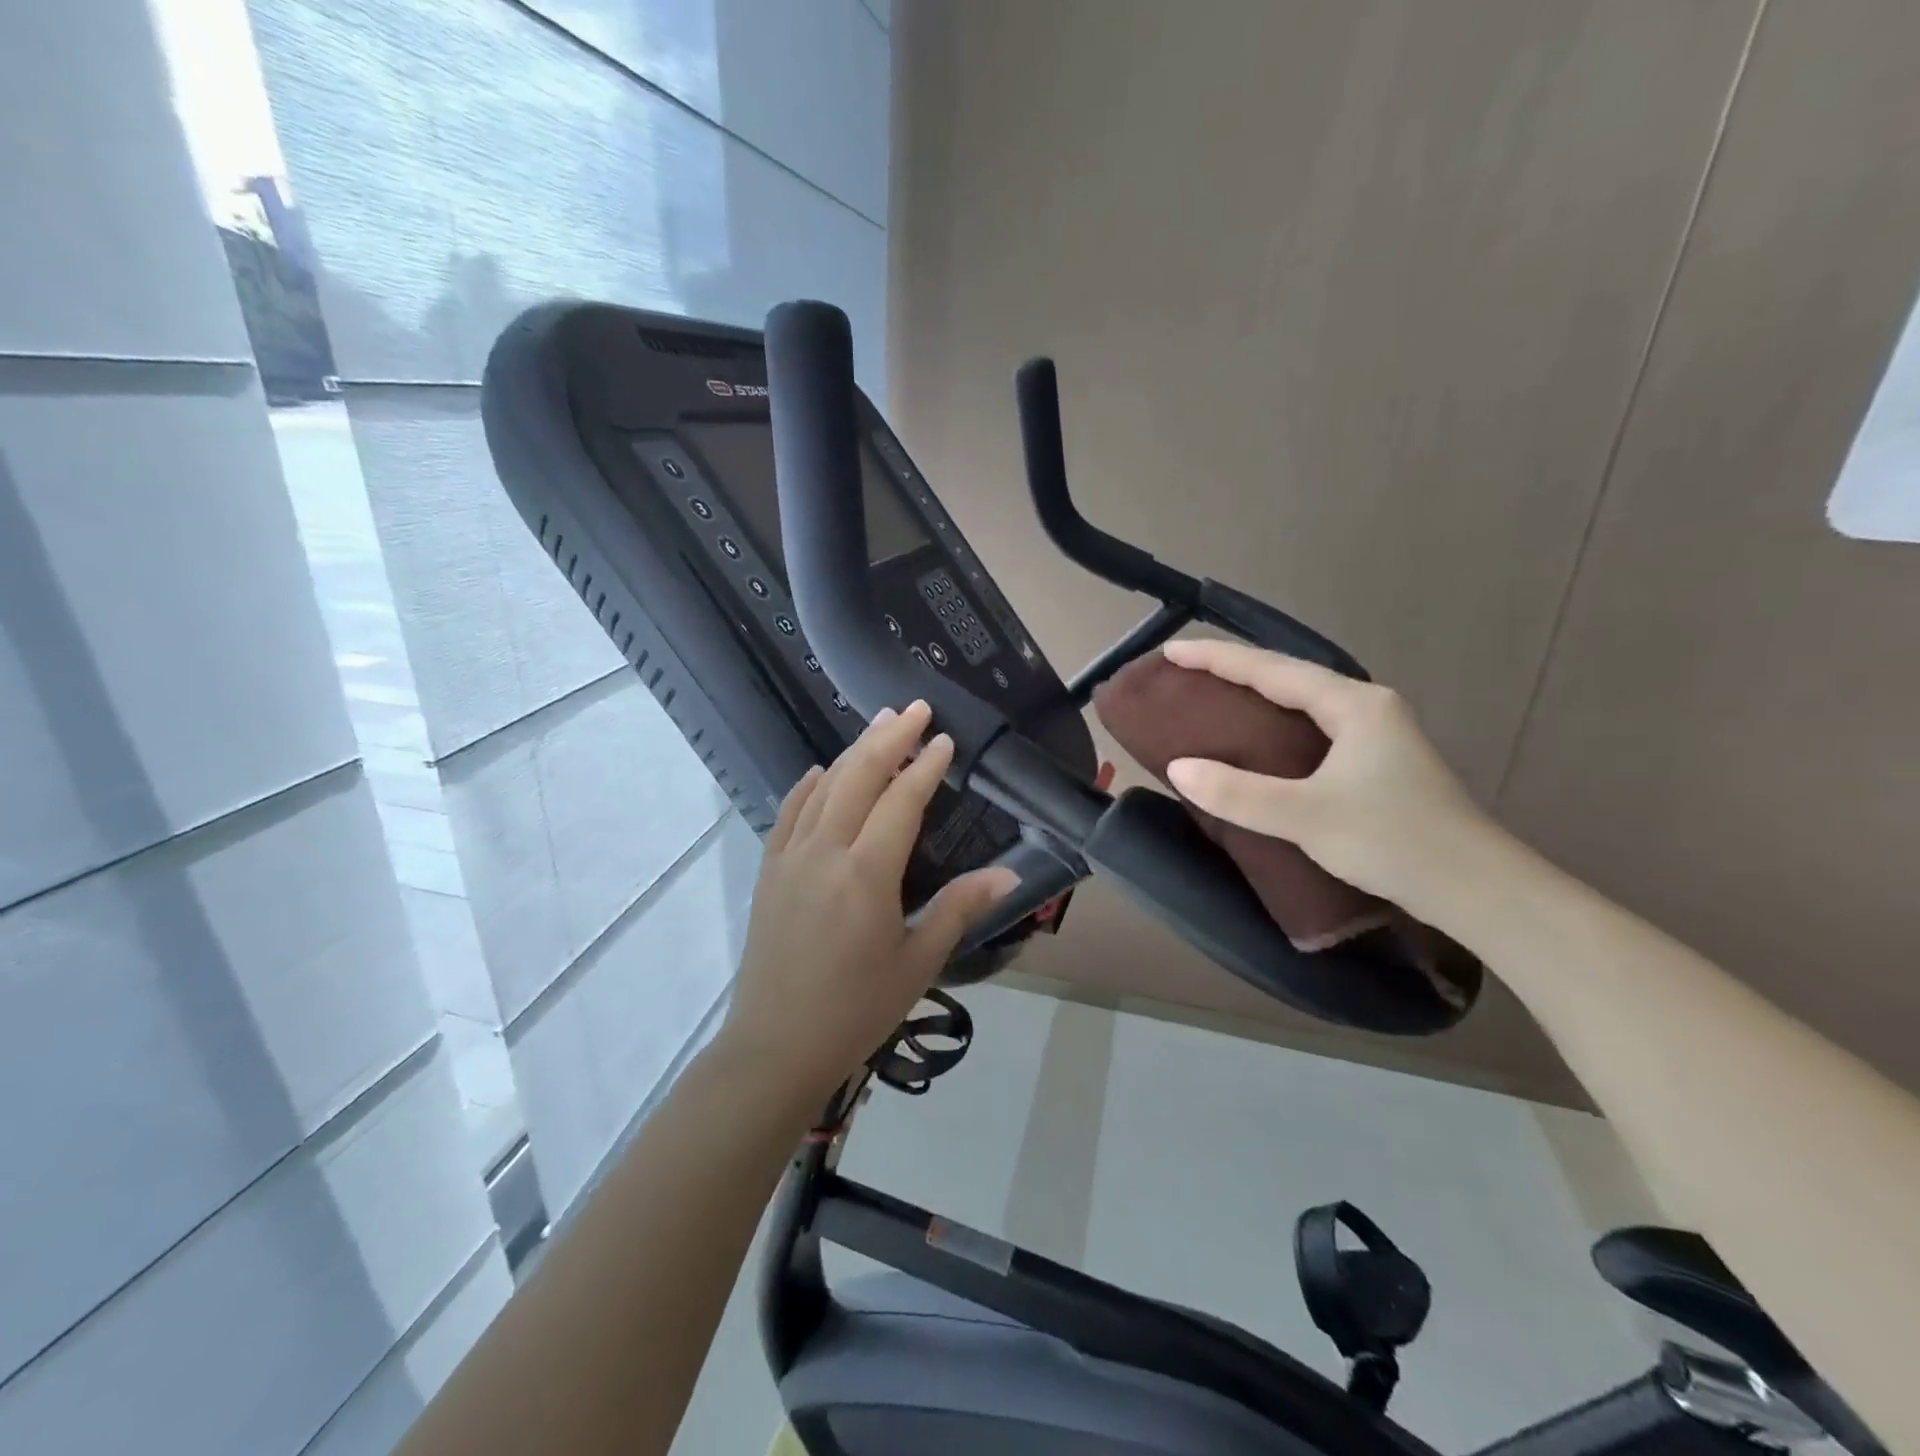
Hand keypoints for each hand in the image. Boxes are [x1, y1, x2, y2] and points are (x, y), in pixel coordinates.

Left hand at [719, 700, 1017, 1101]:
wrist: (776, 1045)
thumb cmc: (856, 1009)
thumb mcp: (918, 961)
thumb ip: (960, 908)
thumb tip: (1010, 874)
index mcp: (866, 874)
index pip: (901, 801)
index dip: (926, 766)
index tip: (945, 739)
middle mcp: (825, 852)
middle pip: (859, 776)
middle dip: (890, 737)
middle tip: (915, 708)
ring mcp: (790, 857)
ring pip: (824, 786)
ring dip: (854, 751)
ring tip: (880, 725)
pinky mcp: (768, 870)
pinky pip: (789, 811)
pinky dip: (809, 784)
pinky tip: (821, 770)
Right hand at [1161, 639, 1497, 917]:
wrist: (1477, 889)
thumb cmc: (1394, 841)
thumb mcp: (1307, 817)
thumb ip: (1239, 793)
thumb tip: (1178, 768)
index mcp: (1353, 705)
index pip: (1271, 669)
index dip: (1217, 658)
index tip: (1170, 652)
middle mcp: (1366, 708)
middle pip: (1288, 676)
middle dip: (1234, 669)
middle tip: (1184, 671)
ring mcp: (1376, 735)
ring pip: (1302, 702)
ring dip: (1255, 695)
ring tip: (1211, 697)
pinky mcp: (1377, 763)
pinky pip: (1312, 727)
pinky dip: (1275, 724)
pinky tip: (1257, 740)